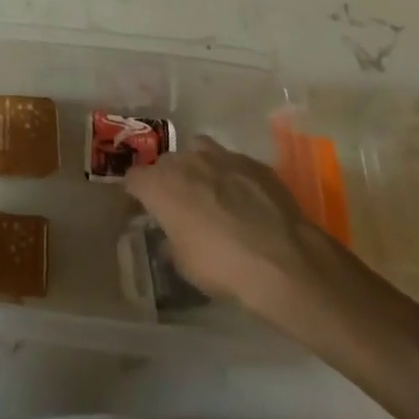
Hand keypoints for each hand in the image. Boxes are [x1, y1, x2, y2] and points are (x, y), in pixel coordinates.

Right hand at [124, 136, 348, 342]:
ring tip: (211, 193)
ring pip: (199, 151)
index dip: (137, 194)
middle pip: (166, 163)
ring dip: (199, 169)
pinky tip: (245, 199)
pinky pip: (232, 162)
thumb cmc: (222, 267)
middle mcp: (185, 161)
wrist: (284, 262)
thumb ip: (171, 241)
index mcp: (159, 184)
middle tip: (179, 206)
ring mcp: (221, 156)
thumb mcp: (184, 265)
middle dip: (168, 180)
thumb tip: (171, 237)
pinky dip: (231, 176)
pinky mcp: (253, 162)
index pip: (133, 178)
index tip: (143, 209)